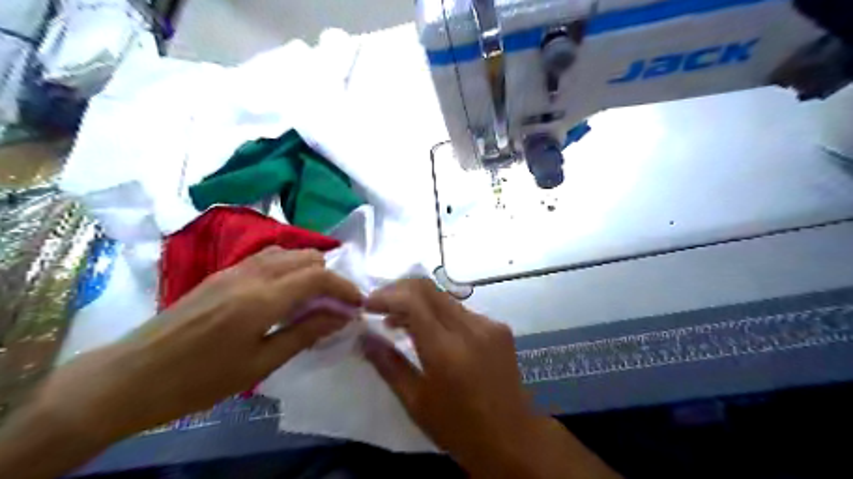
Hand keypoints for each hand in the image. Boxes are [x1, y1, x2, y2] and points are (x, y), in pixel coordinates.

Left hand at [33, 249, 360, 442]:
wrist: (130, 377)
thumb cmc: (199, 380)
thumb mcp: (260, 364)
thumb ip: (305, 333)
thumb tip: (341, 316)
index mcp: (262, 298)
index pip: (318, 275)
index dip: (344, 286)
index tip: (357, 304)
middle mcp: (251, 274)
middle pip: (306, 256)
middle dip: (329, 276)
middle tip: (335, 304)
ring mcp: (234, 269)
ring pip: (287, 252)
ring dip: (308, 269)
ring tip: (314, 297)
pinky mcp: (221, 273)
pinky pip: (267, 258)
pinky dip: (288, 268)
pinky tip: (285, 291)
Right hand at [359, 278, 620, 478]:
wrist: (513, 439)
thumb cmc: (458, 428)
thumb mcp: (416, 402)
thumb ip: (388, 364)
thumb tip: (364, 337)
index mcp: (446, 350)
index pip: (413, 300)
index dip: (386, 296)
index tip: (367, 305)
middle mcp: (470, 328)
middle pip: (429, 288)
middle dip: (399, 291)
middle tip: (380, 308)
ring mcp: (489, 324)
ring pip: (445, 298)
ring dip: (418, 303)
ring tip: (399, 323)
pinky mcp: (499, 327)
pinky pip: (461, 310)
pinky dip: (439, 314)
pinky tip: (432, 333)